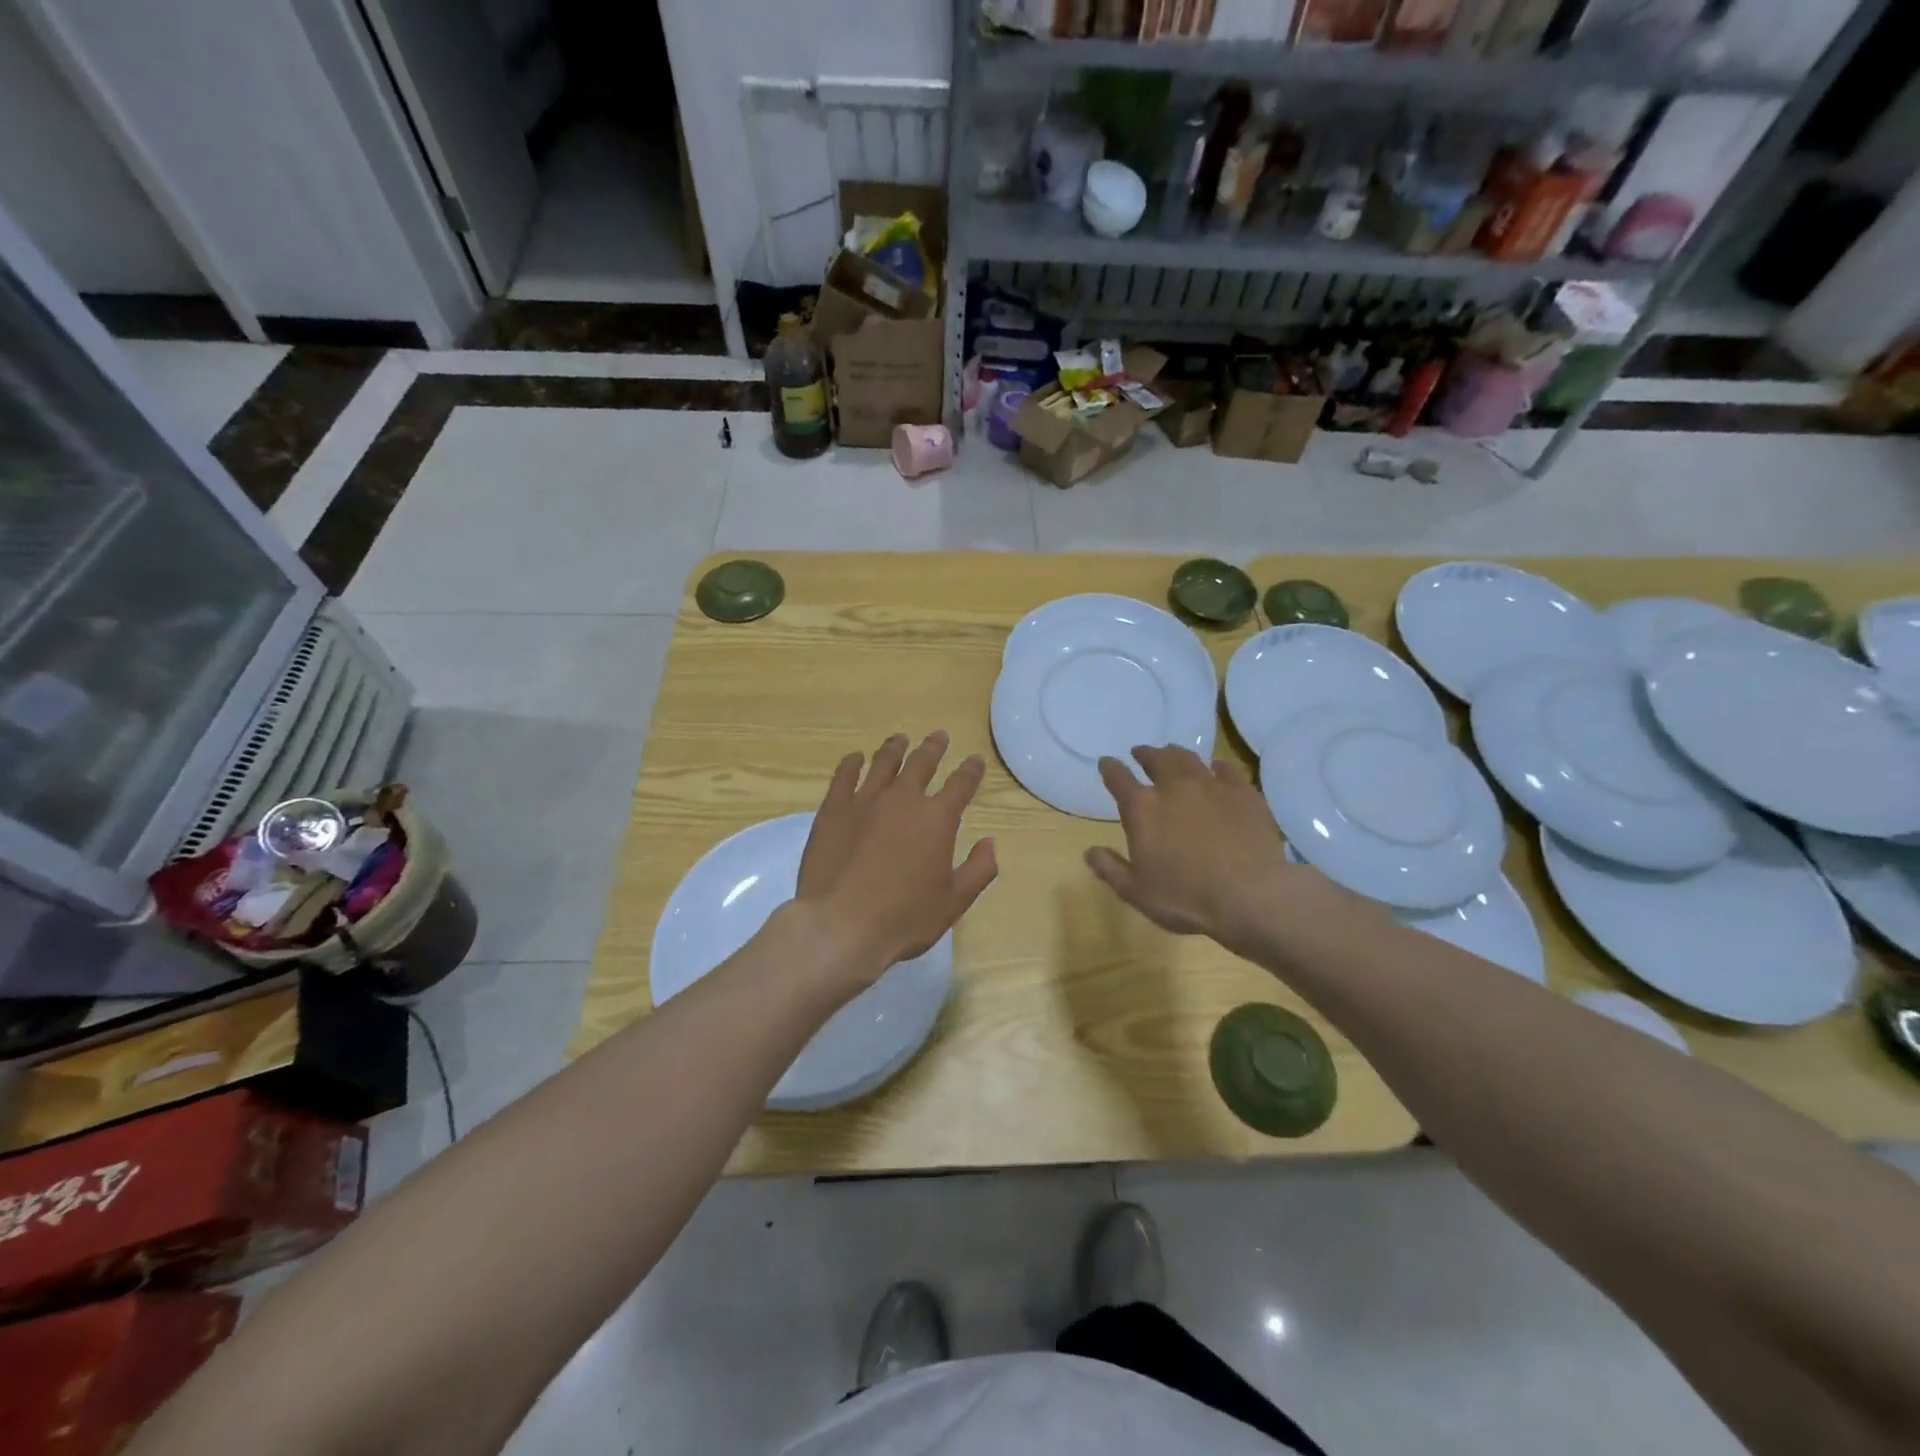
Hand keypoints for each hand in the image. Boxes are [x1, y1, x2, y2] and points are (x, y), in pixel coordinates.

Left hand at [793, 732, 996, 996]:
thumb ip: (978, 870)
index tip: (974, 761)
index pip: (961, 784)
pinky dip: (852, 763)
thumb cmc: (904, 918)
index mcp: (937, 818)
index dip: (970, 770)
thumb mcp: (954, 902)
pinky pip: (844, 775)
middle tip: (939, 736)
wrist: (841, 925)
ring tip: (900, 740)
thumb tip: (990, 843)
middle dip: (933, 747)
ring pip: (883, 762)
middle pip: (922, 762)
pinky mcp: (833, 809)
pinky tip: (855, 758)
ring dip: (895, 748)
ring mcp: (865, 800)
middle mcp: (903, 799)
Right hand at [1085, 746, 1299, 956]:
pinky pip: (1227, 770)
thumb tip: (1089, 851)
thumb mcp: (1136, 891)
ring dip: (1176, 754)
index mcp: (1142, 809)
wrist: (1250, 896)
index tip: (1106, 763)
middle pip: (1156, 759)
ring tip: (1172, 754)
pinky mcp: (1244, 793)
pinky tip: (1216, 768)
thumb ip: (1110, 868)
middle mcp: (1174, 787)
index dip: (1110, 768)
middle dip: (1145, 754)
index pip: (1118, 778)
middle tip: (1141, 753)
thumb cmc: (1185, 898)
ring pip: (1189, 758)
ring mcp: (1212, 786)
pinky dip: (1216, 766)